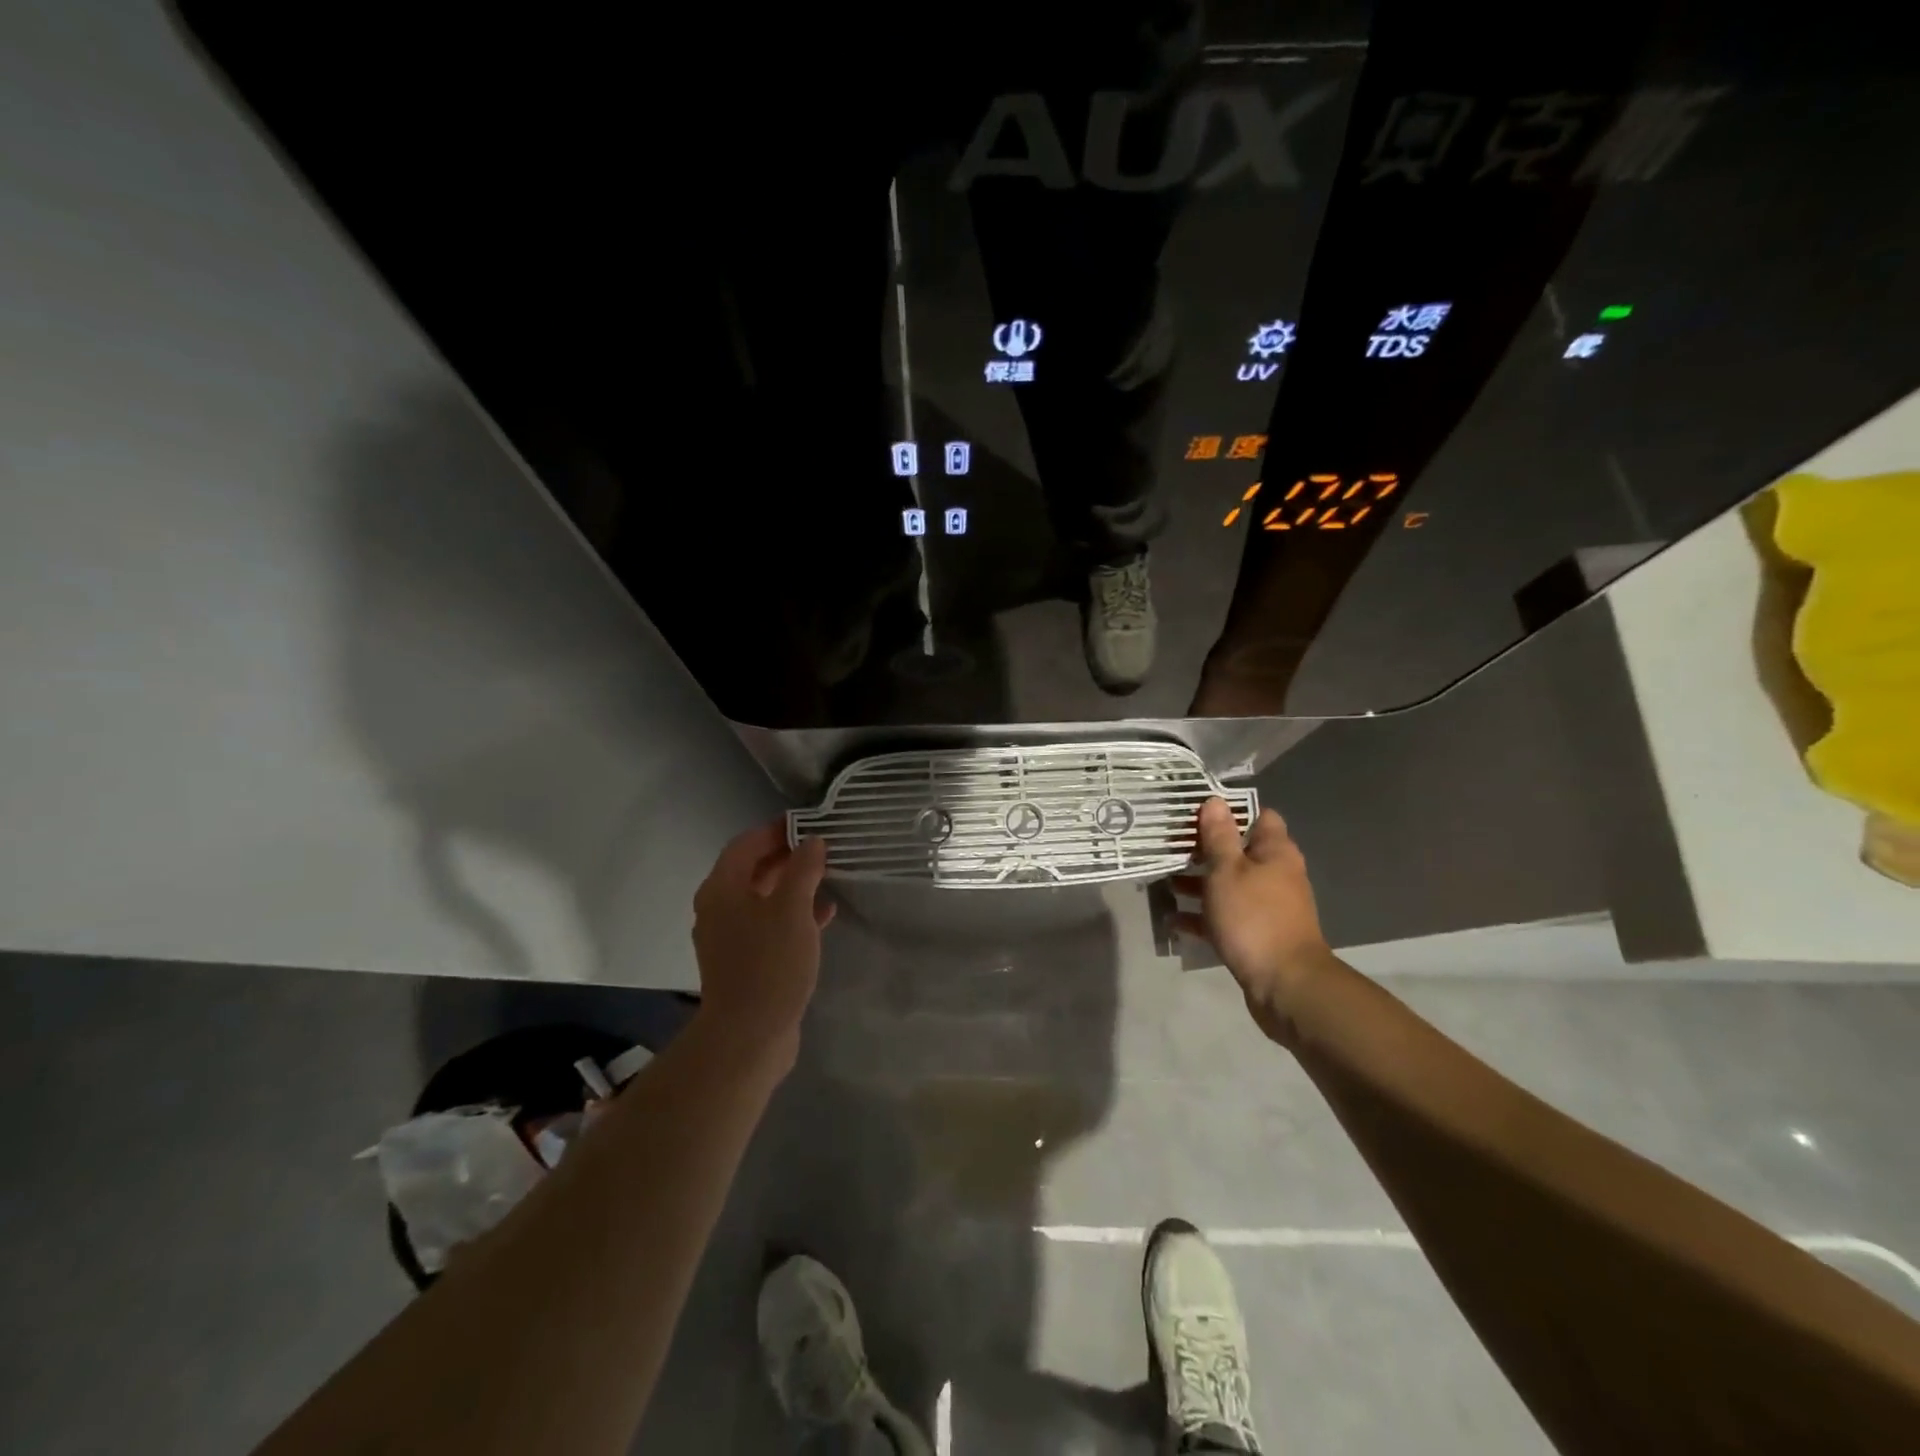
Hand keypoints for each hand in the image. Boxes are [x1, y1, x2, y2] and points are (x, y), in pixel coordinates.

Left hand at [690, 821, 833, 1072]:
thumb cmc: (770, 962)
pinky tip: (824, 916)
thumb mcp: (793, 908)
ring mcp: (729, 937)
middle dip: (786, 857)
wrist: (749, 1035)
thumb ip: (803, 869)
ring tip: (827, 877)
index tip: (809, 823)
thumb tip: (812, 841)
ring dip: (792, 886)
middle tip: (822, 849)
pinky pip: (768, 926)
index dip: (776, 830)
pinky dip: (792, 915)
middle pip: (752, 870)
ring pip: (762, 899)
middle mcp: (718, 908)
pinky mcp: (744, 961)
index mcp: (722, 888)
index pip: (746, 844)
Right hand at [1173, 798, 1330, 1043]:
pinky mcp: (1256, 934)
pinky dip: (1202, 916)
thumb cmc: (1254, 917)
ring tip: (1163, 882)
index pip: (1258, 817)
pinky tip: (1173, 919)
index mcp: (1275, 852)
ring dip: (1198, 883)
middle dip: (1204, 849)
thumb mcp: (1228, 870)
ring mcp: (1266, 906)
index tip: (1195, 813)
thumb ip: (1219, 836)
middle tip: (1169, 846)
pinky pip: (1224, 917)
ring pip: (1228, 885)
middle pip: (1238, 851)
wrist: (1285, 985)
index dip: (1229, 812)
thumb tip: (1215, 801)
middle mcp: (1275, 875)